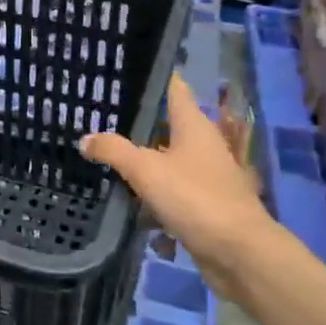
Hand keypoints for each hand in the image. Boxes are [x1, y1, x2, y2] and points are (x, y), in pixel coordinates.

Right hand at [81, 73, 284, 301]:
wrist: (239, 253)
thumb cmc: (195, 198)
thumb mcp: (146, 170)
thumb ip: (114, 150)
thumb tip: (86, 138)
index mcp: (193, 126)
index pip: (174, 88)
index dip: (154, 77)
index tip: (126, 71)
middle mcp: (203, 145)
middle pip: (167, 126)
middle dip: (138, 126)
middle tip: (101, 122)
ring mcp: (206, 177)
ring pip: (168, 162)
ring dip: (143, 167)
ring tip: (106, 164)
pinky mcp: (205, 206)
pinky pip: (173, 195)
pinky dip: (153, 200)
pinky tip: (129, 209)